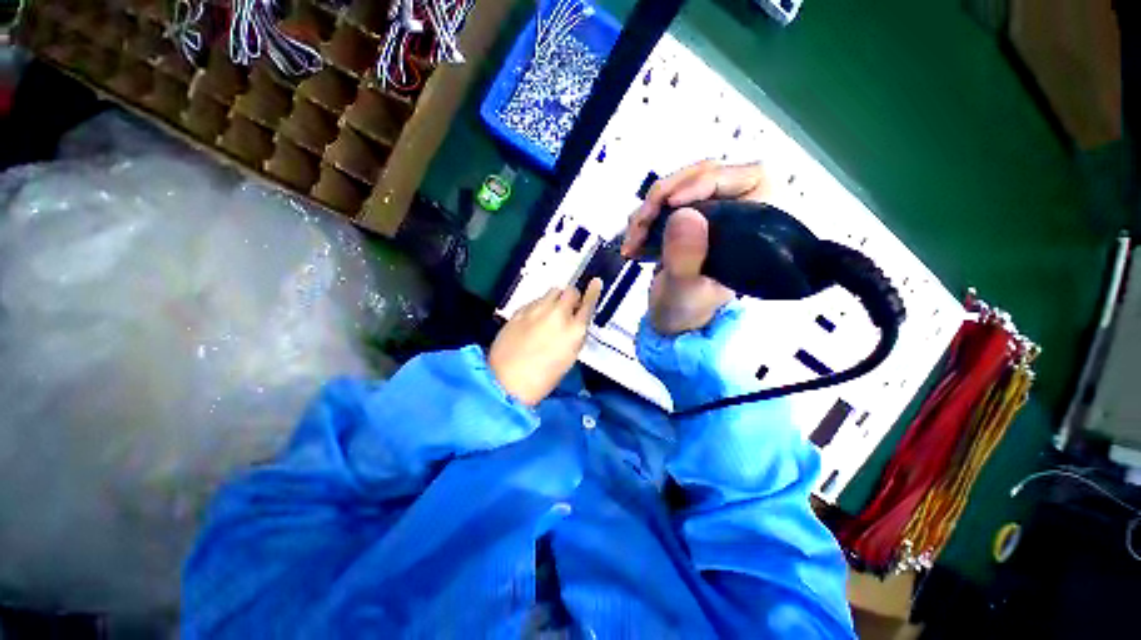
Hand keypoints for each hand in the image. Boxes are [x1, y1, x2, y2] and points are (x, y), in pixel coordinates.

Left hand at [488, 279, 603, 405]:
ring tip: (549, 314)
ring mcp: (537, 310)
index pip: (589, 303)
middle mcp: (558, 314)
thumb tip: (574, 320)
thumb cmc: (543, 378)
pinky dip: (539, 306)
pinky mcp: (520, 310)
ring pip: (553, 292)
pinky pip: (536, 300)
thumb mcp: (569, 357)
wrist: (506, 382)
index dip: (593, 292)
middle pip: (570, 291)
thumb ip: (574, 334)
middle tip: (567, 309)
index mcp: (574, 330)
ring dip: (555, 300)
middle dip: (572, 298)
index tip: (595, 282)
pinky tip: (533, 321)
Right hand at [621, 161, 773, 335]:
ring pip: (677, 187)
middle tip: (640, 223)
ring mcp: (707, 215)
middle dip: (664, 196)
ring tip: (631, 243)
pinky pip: (661, 204)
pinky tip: (632, 246)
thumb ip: (686, 258)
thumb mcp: (686, 291)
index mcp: (753, 230)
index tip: (673, 202)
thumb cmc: (686, 311)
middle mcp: (735, 215)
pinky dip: (641, 221)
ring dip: (647, 210)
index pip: (749, 178)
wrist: (669, 321)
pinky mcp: (684, 221)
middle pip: (704, 175)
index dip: (710, 180)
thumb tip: (683, 215)